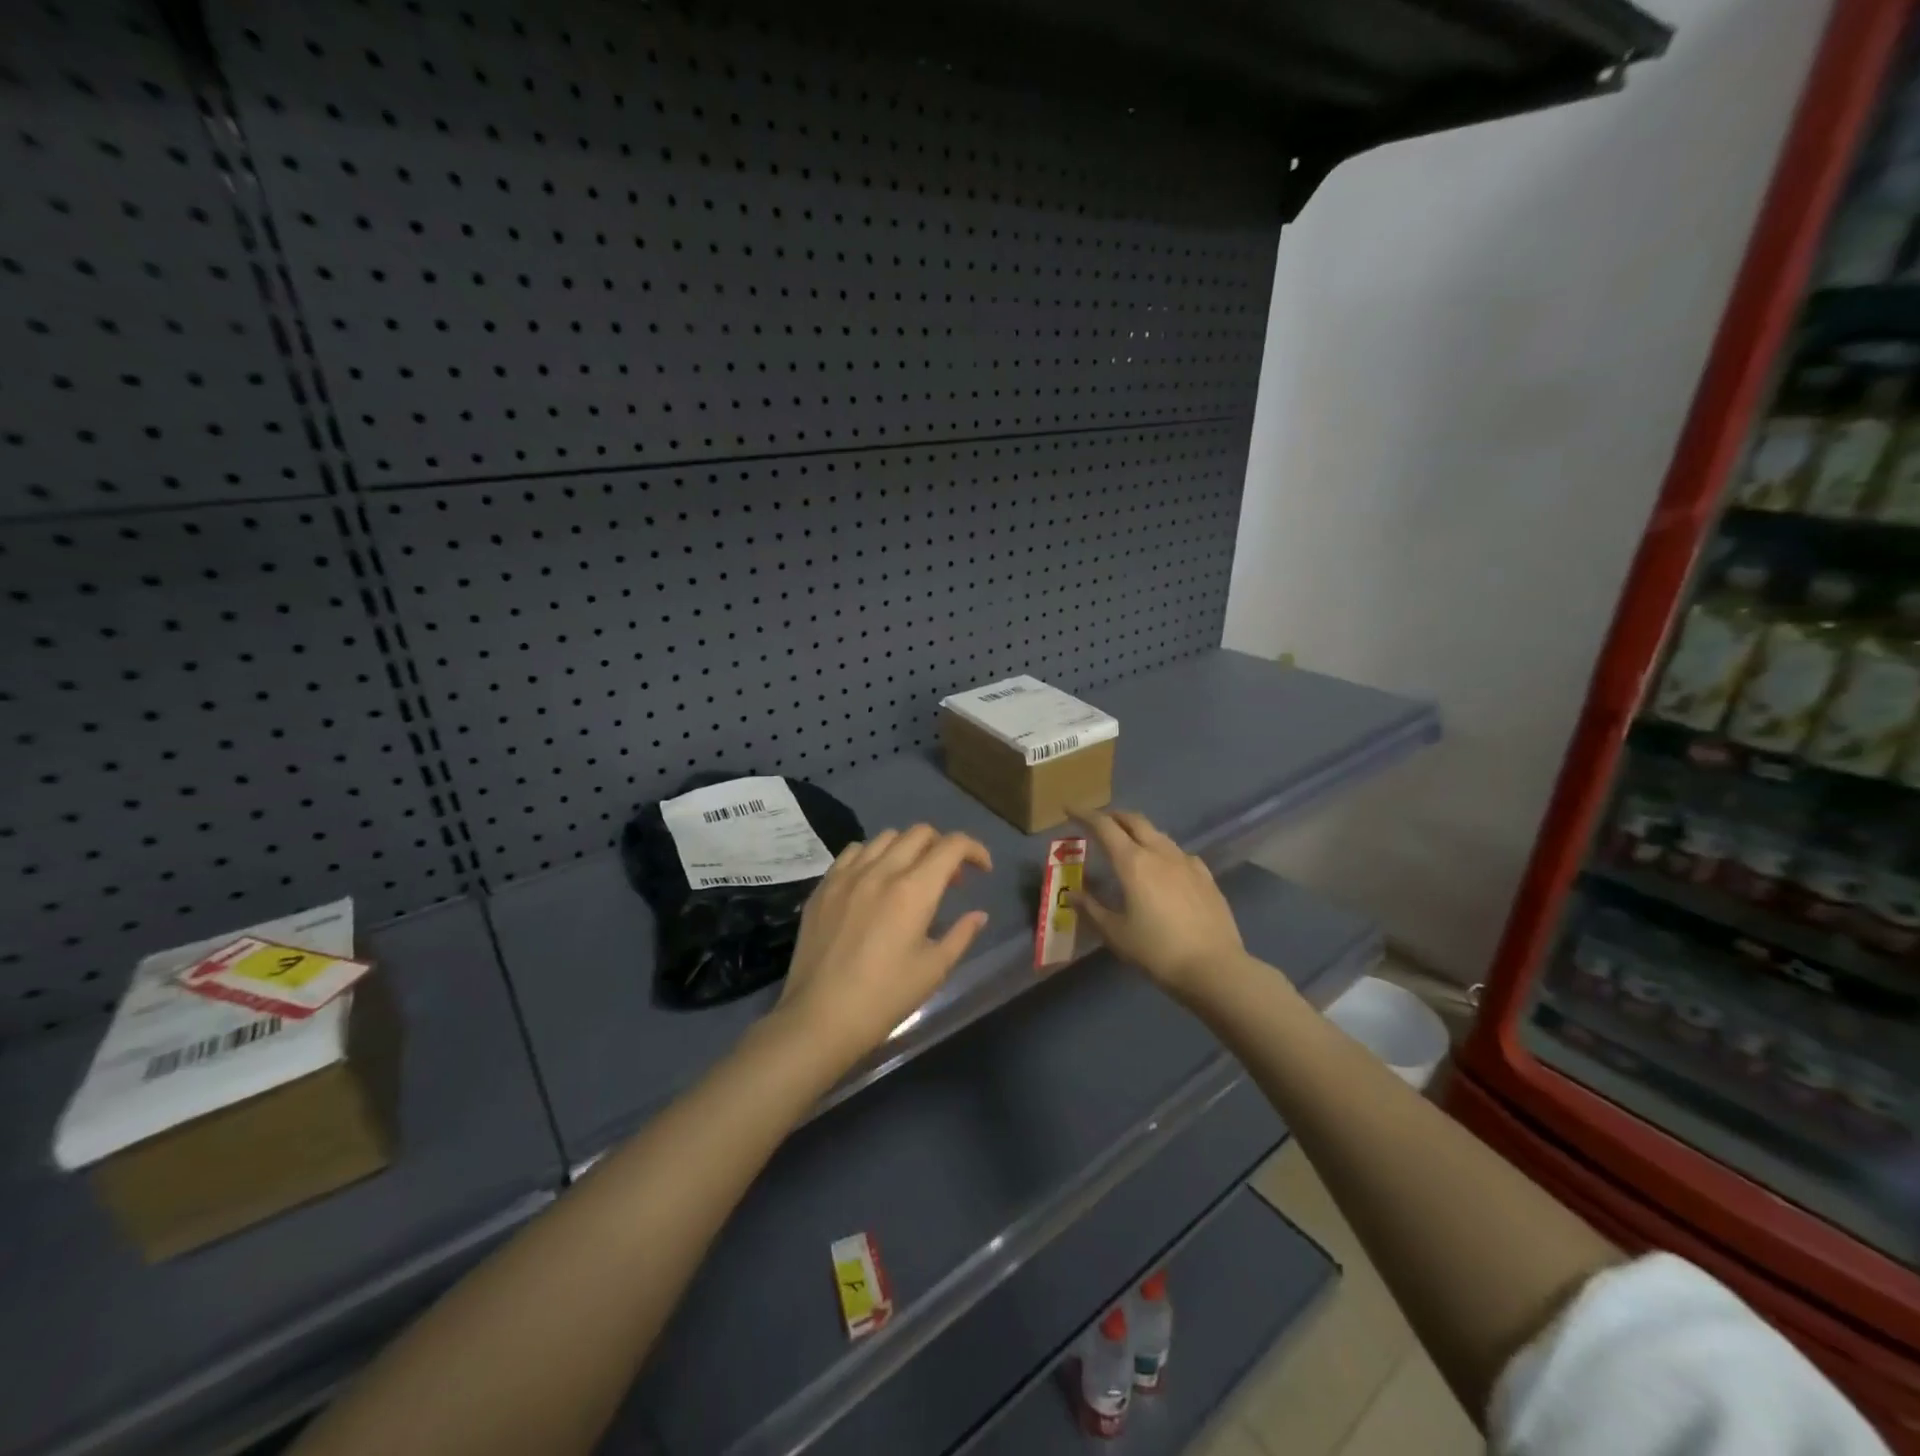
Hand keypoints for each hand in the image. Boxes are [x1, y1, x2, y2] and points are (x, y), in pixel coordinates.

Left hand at [774, 825, 992, 1074]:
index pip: (952, 846)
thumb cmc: (885, 997)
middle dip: (943, 847)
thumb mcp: (934, 970)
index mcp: (914, 890)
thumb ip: (961, 935)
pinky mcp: (824, 886)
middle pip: (920, 833)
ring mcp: (847, 875)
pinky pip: (853, 852)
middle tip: (949, 878)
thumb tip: (978, 915)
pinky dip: (873, 855)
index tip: (983, 870)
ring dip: (908, 848)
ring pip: (886, 837)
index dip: (975, 849)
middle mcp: (881, 871)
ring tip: (912, 876)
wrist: (820, 1017)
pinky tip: (874, 880)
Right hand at [1072, 809, 1245, 1000]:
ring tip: (1129, 844)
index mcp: (1133, 862)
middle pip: (1134, 821)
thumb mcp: (1116, 933)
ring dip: (1139, 831)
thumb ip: (1092, 909)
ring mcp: (1186, 862)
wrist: (1214, 967)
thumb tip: (1072, 893)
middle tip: (1099, 823)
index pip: (1104, 827)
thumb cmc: (1157, 951)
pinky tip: (1164, 867)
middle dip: (1114, 816)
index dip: (1085, 815)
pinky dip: (1162, 851)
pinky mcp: (1205, 876)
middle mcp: (1159, 853)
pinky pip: (1178, 853)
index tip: (1070, 809)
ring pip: (1158, 834)